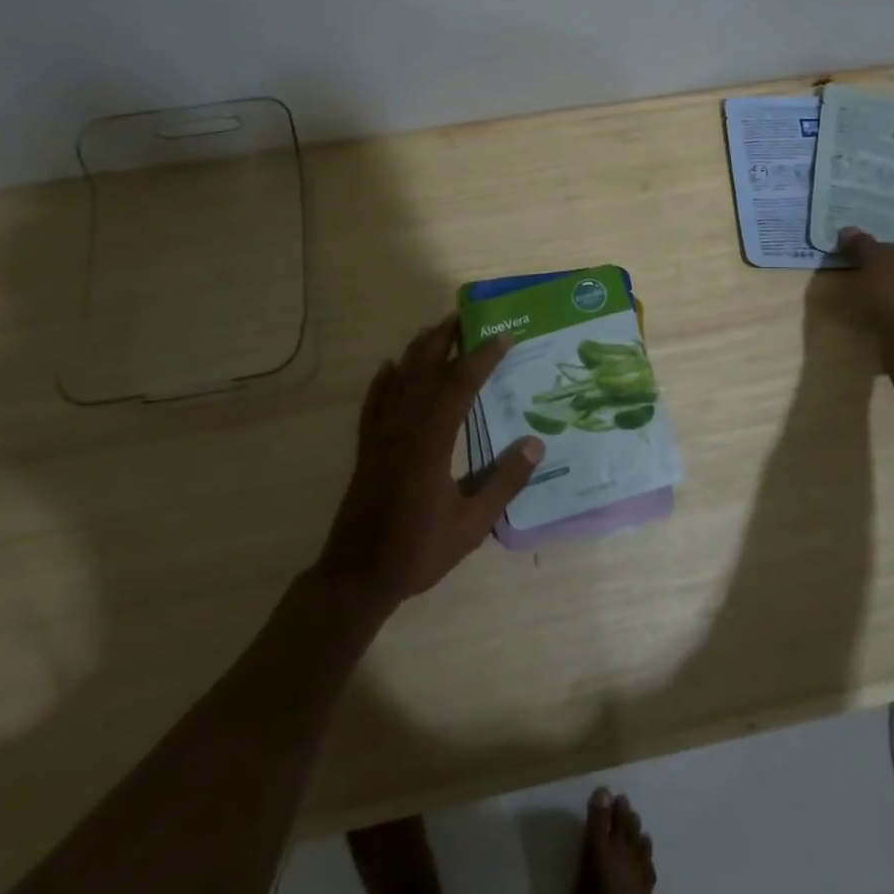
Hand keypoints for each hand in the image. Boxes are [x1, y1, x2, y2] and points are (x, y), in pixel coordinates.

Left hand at [316, 316, 542, 607]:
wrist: (357, 576)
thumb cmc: (418, 550)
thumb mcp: (472, 524)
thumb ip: (504, 482)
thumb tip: (535, 443)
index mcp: (432, 441)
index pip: (460, 385)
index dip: (483, 357)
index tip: (504, 336)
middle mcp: (404, 427)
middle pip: (425, 370)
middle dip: (445, 340)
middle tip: (464, 316)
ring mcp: (380, 436)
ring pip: (399, 380)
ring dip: (417, 352)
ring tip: (433, 330)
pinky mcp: (366, 448)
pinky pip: (373, 403)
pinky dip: (382, 381)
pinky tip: (388, 367)